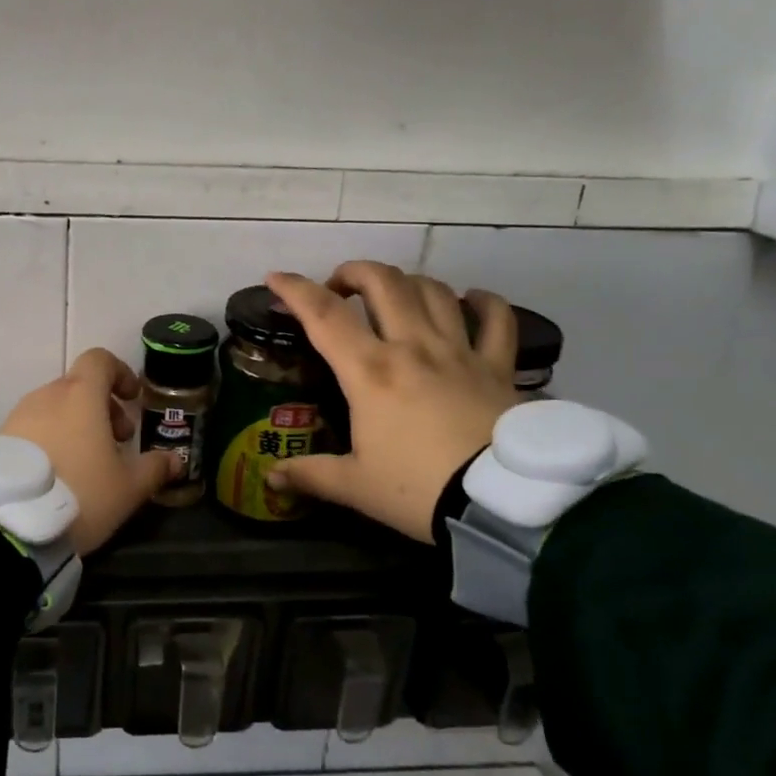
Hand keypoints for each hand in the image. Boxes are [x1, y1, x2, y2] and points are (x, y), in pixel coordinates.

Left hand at [0, 348, 181, 556]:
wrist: (10, 523)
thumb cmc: (81, 493)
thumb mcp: (128, 488)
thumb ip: (154, 468)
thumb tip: (174, 460)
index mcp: (81, 395)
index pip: (100, 360)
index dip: (120, 373)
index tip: (131, 399)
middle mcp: (47, 395)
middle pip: (79, 386)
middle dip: (102, 407)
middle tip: (118, 441)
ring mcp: (19, 416)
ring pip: (55, 407)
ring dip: (76, 424)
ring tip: (88, 462)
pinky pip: (33, 427)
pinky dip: (51, 438)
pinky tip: (59, 474)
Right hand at [264, 263, 520, 542]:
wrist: (504, 502)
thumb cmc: (419, 490)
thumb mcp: (356, 487)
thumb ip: (310, 476)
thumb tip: (271, 479)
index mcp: (370, 371)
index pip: (323, 314)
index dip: (295, 289)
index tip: (275, 277)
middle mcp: (412, 347)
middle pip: (383, 282)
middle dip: (354, 272)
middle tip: (339, 288)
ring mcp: (459, 351)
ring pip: (432, 290)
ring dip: (406, 282)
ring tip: (393, 294)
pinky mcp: (498, 366)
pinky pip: (496, 319)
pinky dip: (483, 302)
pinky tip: (471, 300)